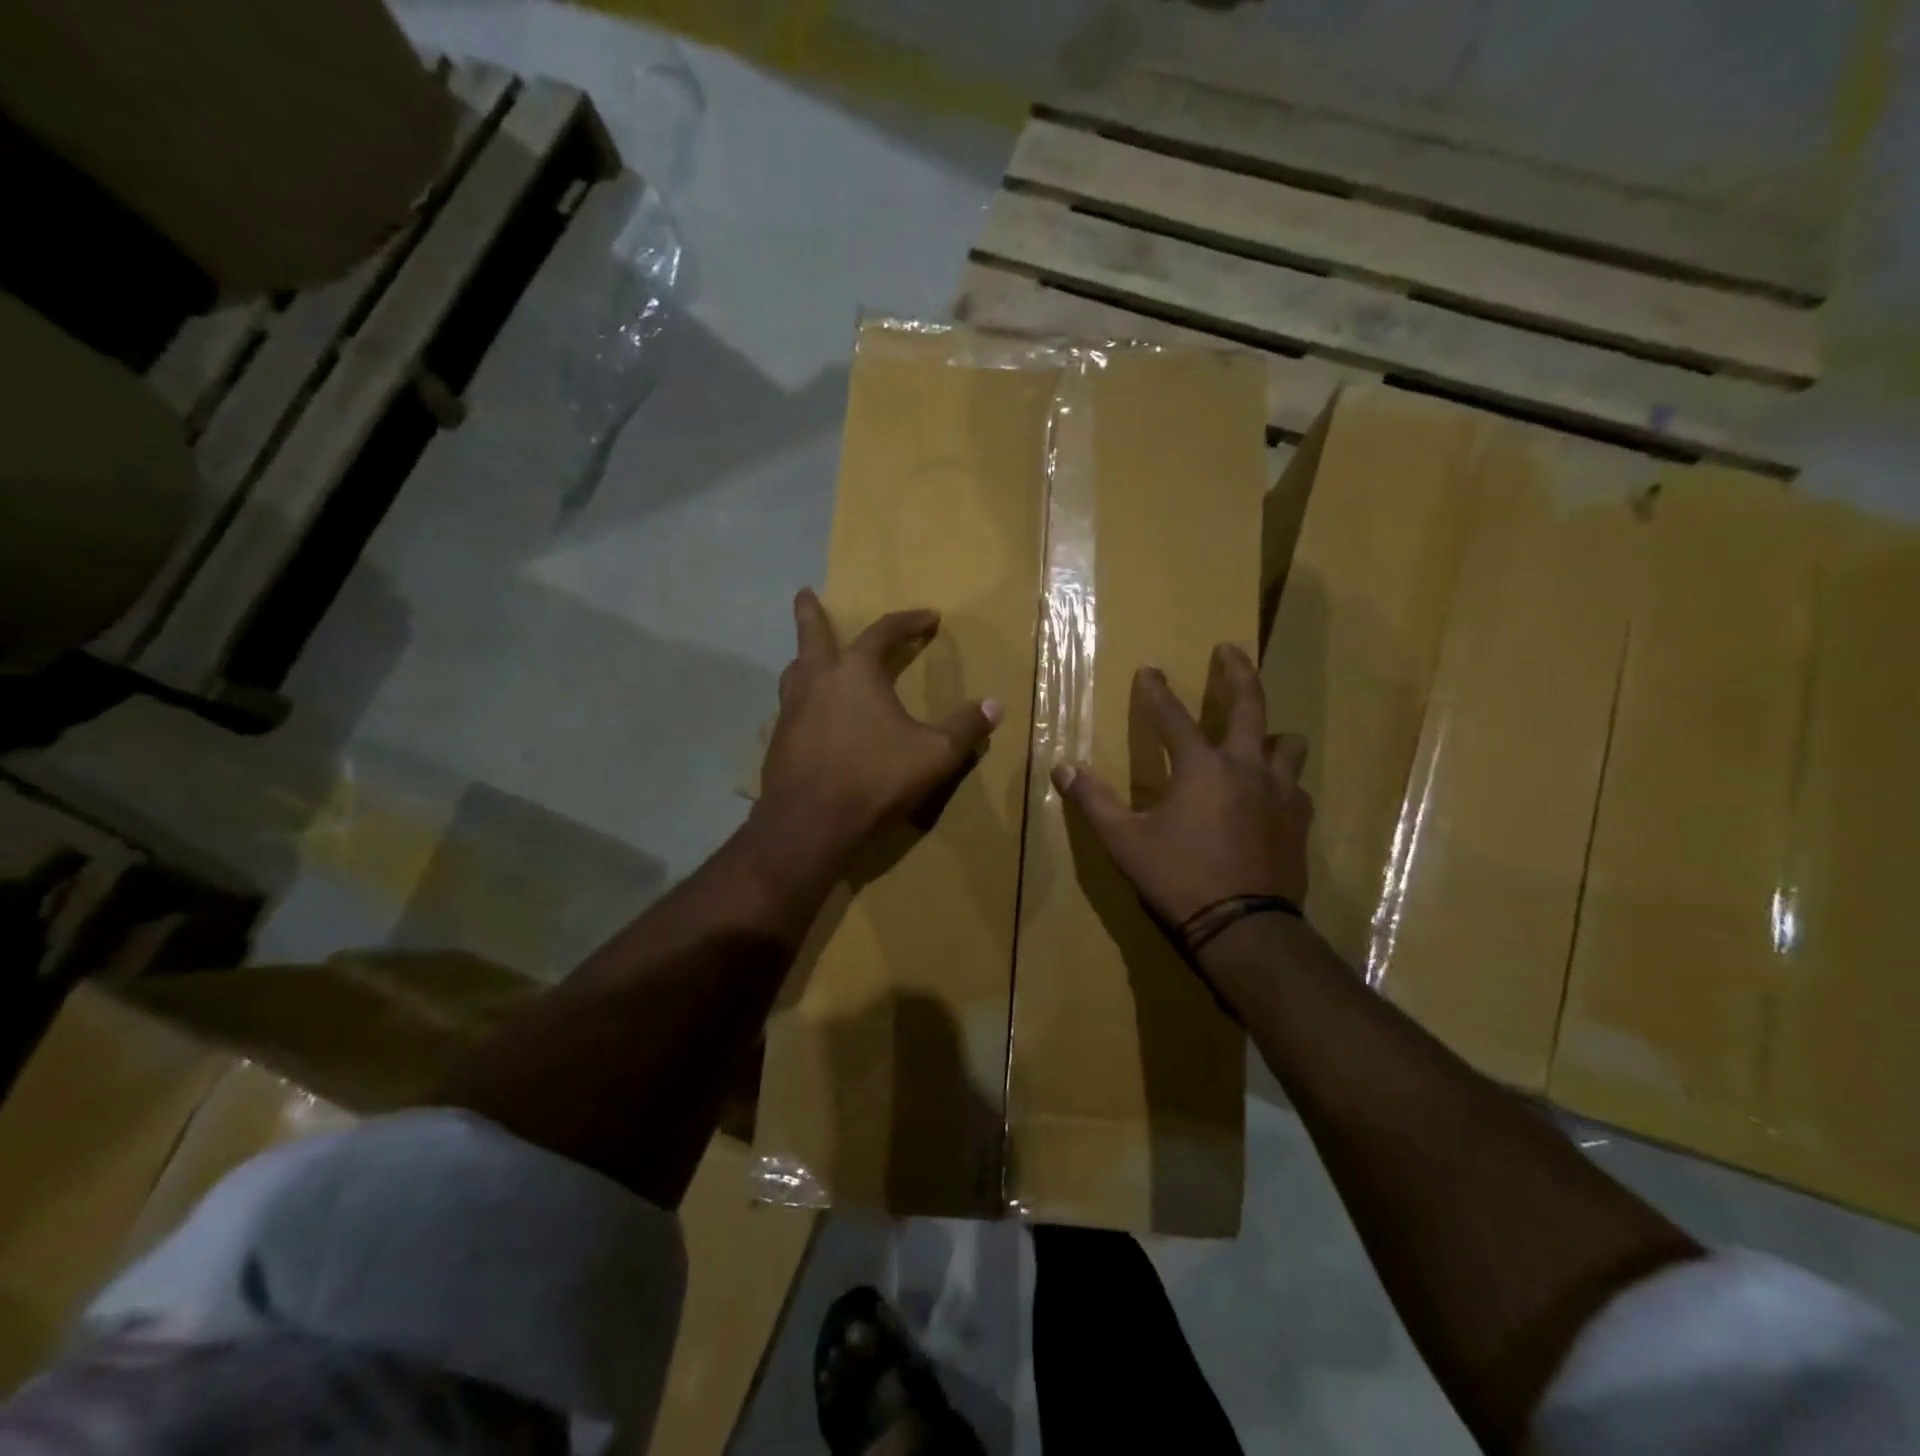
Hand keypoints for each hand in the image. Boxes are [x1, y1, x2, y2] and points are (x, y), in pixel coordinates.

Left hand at [758, 589, 1001, 862]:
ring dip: (803, 657)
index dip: (909, 622)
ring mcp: (791, 711)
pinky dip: (801, 699)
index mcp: (856, 673)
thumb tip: (995, 705)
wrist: (810, 823)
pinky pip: (790, 707)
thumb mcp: (935, 754)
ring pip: (794, 672)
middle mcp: (817, 681)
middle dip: (810, 613)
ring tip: (809, 657)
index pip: (884, 633)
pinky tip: (810, 716)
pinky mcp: (778, 741)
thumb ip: (965, 727)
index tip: (930, 617)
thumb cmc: (875, 778)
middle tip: (804, 593)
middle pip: (812, 635)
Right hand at [1052, 644, 1309, 930]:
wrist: (1244, 927)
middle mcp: (1245, 768)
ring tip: (1261, 736)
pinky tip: (1273, 795)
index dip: (1157, 691)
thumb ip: (1093, 801)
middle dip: (1237, 673)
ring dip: (1271, 734)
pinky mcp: (1298, 821)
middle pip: (1249, 706)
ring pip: (1287, 744)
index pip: (1172, 717)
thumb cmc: (1179, 877)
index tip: (1149, 668)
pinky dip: (1283, 782)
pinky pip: (1296, 787)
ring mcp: (1279, 793)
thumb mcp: (1124, 841)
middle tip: (1230, 649)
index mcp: (1200, 768)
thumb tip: (1062, 768)